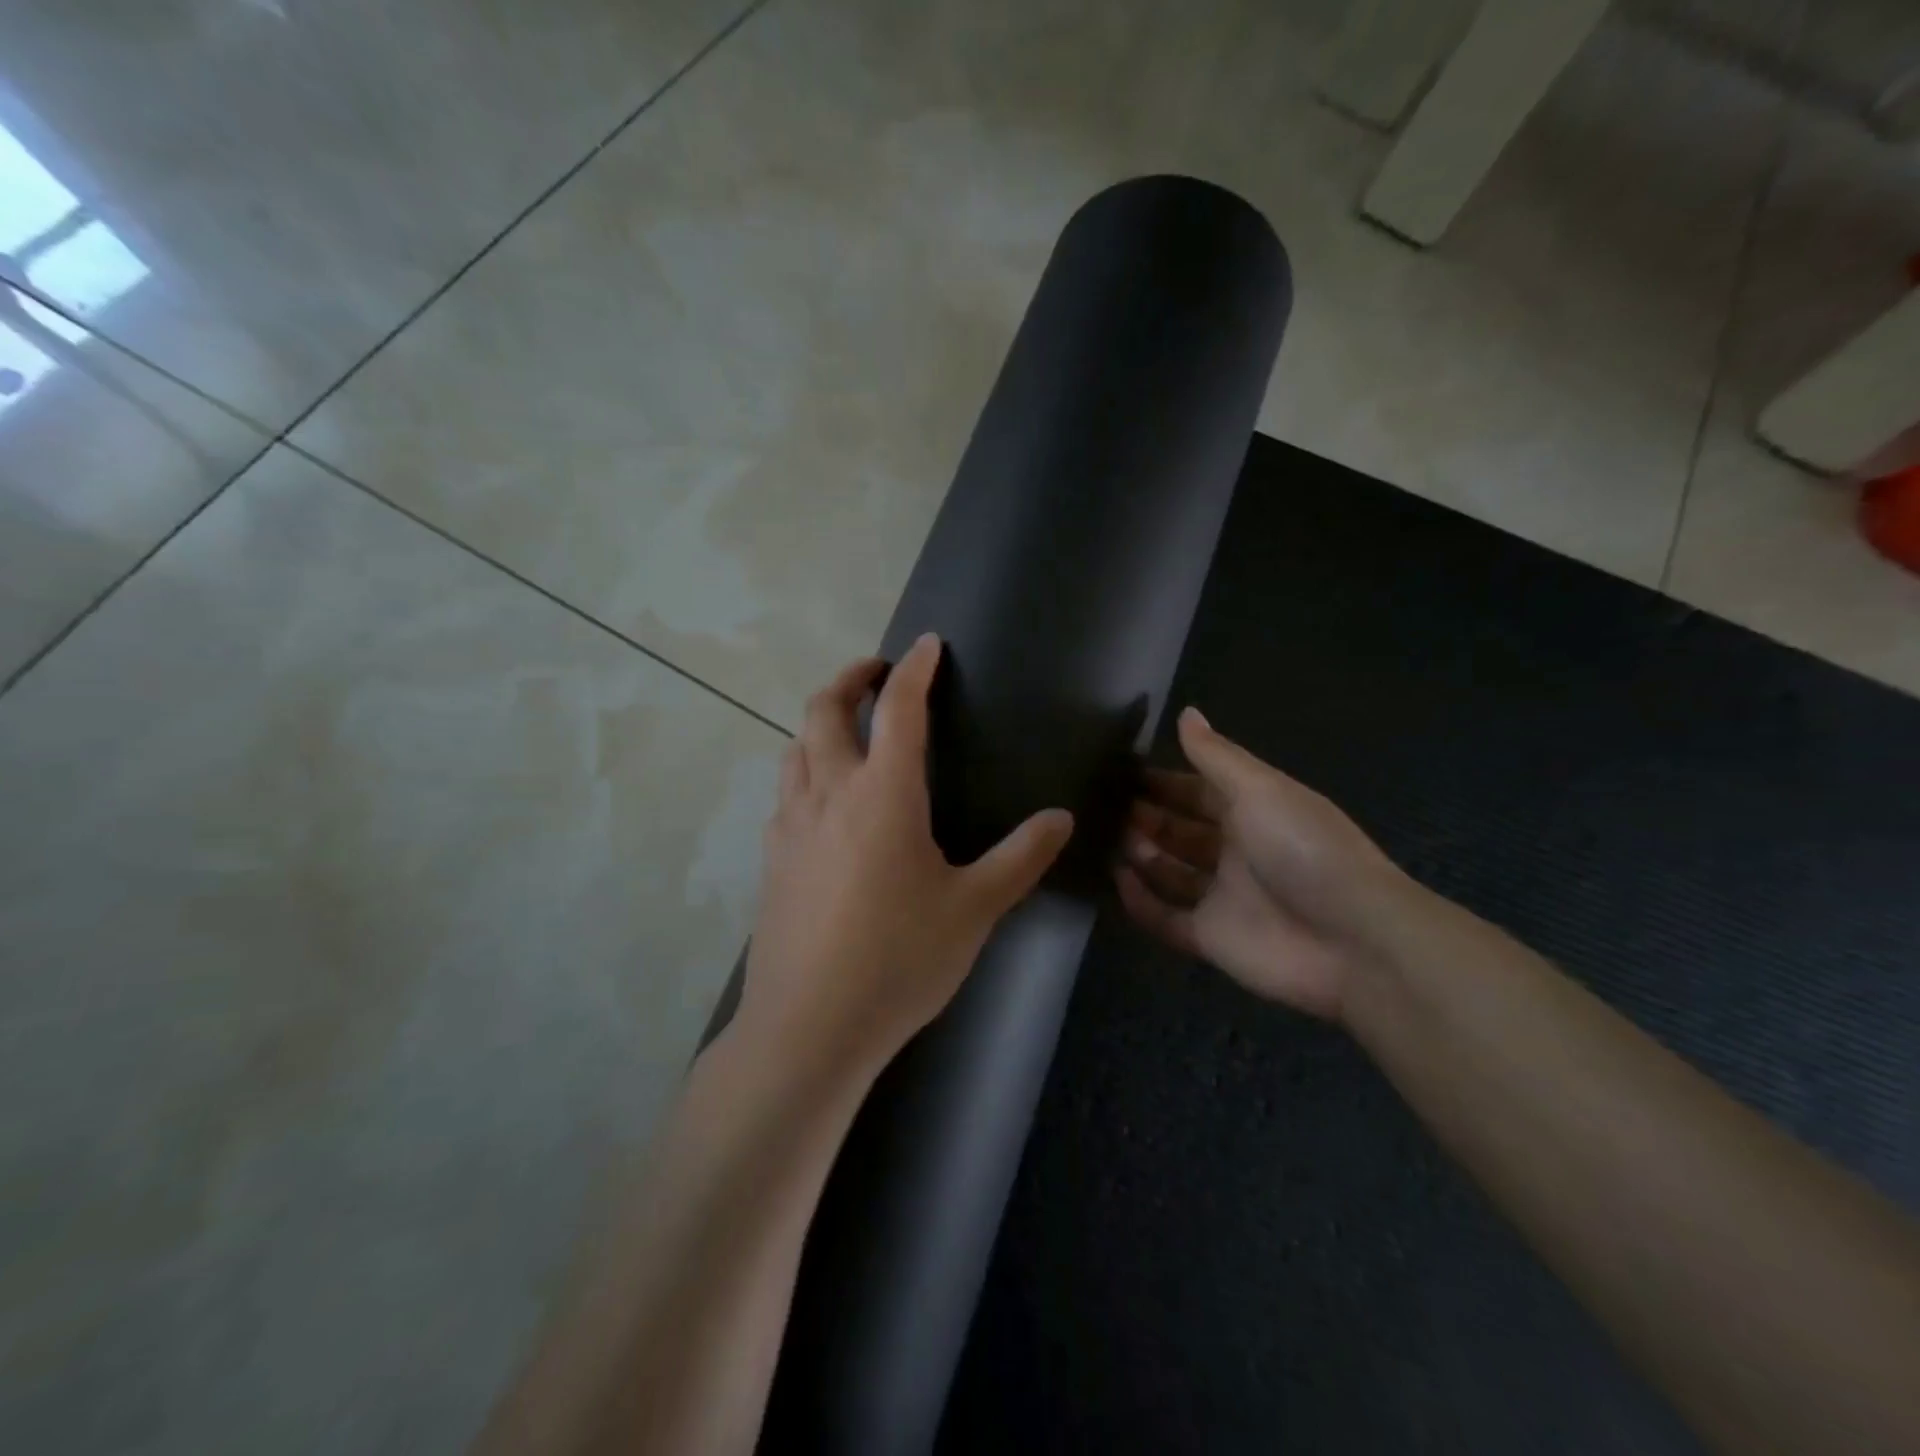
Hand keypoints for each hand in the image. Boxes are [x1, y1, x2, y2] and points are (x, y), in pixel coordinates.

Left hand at [740, 634, 1074, 1072]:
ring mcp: (790, 824)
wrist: (809, 1026)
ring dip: (821, 722)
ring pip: (795, 747)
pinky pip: (785, 792)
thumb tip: (1060, 818)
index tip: (927, 645)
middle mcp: (829, 793)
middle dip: (850, 678)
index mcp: (883, 794)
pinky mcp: (770, 858)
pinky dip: (805, 770)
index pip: (899, 708)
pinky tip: (824, 802)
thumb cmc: (899, 960)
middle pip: (824, 709)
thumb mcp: (974, 909)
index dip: (916, 669)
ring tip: (849, 730)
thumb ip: (1020, 858)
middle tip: (876, 672)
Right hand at [1114, 707, 1412, 1022]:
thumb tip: (1186, 712)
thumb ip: (1216, 756)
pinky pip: (1165, 917)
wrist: (1353, 940)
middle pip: (1181, 831)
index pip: (1200, 791)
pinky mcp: (1211, 938)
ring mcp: (1223, 897)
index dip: (1165, 781)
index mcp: (1255, 813)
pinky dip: (1139, 901)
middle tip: (1107, 804)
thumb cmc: (1305, 849)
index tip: (1124, 771)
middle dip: (1147, 816)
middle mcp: (1236, 852)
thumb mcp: (1261, 790)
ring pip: (1170, 872)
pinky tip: (1118, 878)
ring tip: (1111, 836)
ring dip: (1141, 854)